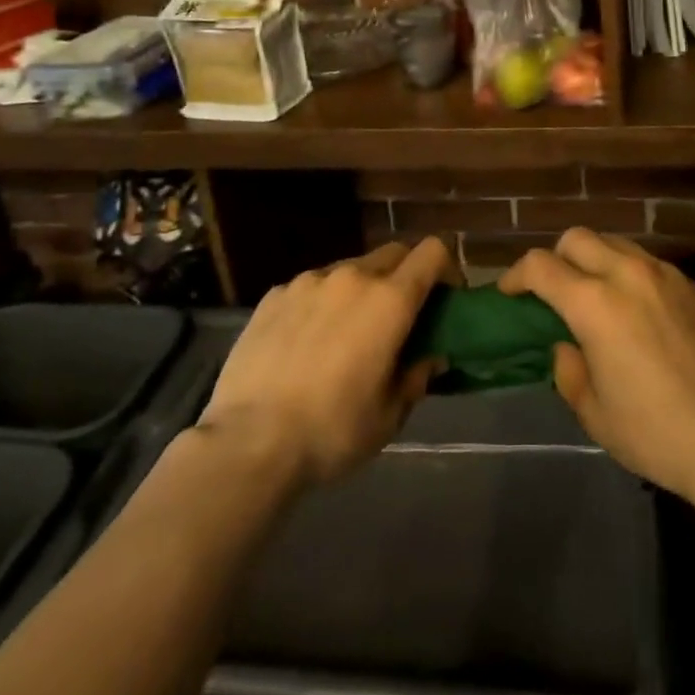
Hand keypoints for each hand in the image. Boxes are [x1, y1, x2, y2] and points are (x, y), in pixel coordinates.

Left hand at [195, 238, 449, 488]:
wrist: (248, 442)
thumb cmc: (332, 431)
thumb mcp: (390, 416)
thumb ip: (416, 376)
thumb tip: (430, 356)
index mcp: (390, 301)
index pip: (432, 252)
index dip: (446, 268)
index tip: (444, 298)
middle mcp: (352, 276)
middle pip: (393, 253)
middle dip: (404, 276)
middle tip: (397, 318)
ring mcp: (309, 282)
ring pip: (349, 269)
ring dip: (360, 290)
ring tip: (345, 333)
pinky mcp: (274, 294)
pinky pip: (311, 287)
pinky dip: (321, 303)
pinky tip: (304, 343)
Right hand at [500, 229, 694, 519]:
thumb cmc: (656, 434)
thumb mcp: (595, 413)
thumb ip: (569, 370)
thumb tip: (567, 346)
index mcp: (595, 303)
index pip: (540, 265)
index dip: (516, 275)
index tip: (510, 294)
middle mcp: (628, 274)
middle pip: (578, 238)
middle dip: (555, 257)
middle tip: (553, 292)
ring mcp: (667, 276)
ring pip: (617, 244)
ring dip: (595, 261)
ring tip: (596, 297)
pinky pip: (650, 264)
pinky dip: (630, 274)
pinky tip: (638, 312)